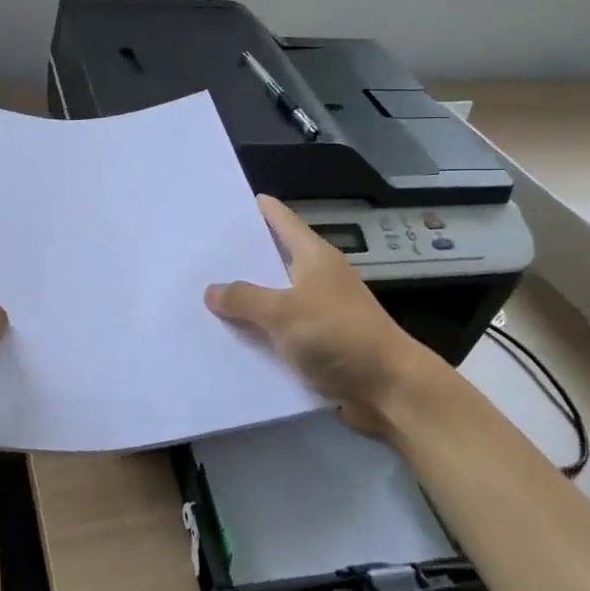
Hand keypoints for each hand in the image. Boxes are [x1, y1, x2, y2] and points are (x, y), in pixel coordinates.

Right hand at [205, 195, 444, 434]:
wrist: (388, 388)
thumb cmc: (338, 335)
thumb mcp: (283, 311)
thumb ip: (244, 298)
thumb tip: (211, 290)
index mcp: (315, 257)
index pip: (282, 220)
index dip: (258, 209)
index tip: (227, 202)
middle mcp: (319, 278)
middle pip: (275, 260)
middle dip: (241, 258)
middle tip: (201, 254)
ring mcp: (320, 312)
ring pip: (275, 299)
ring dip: (247, 302)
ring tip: (204, 298)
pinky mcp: (320, 344)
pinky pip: (281, 333)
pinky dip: (259, 334)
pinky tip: (230, 341)